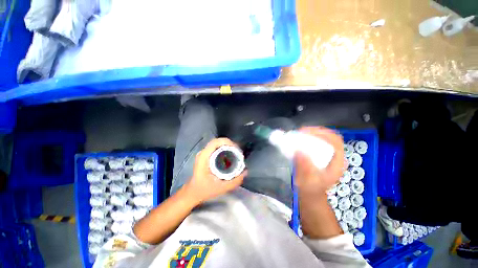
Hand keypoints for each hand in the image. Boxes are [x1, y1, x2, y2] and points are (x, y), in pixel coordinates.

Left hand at [184, 138, 246, 203]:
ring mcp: (204, 153)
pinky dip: (224, 149)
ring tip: (236, 154)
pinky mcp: (206, 156)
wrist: (193, 192)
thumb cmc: (204, 190)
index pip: (216, 142)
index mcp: (204, 157)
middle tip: (238, 153)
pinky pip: (216, 148)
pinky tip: (230, 155)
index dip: (228, 142)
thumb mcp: (221, 188)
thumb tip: (245, 171)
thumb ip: (235, 181)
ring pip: (217, 144)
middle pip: (218, 141)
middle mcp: (203, 153)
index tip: (237, 150)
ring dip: (228, 146)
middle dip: (230, 144)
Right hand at [294, 127, 344, 196]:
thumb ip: (304, 168)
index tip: (307, 133)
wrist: (311, 193)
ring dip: (312, 133)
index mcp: (337, 163)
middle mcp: (335, 157)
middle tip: (301, 131)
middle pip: (330, 137)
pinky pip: (317, 142)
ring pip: (324, 138)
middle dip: (316, 131)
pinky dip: (309, 137)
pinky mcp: (321, 154)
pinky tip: (300, 138)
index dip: (322, 134)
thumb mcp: (308, 181)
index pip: (335, 142)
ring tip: (299, 133)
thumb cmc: (311, 189)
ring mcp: (328, 155)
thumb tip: (299, 151)